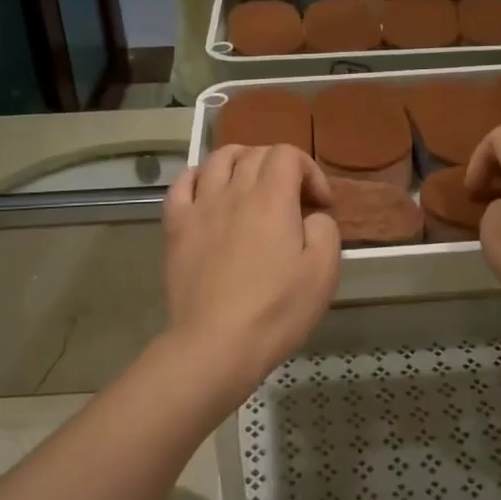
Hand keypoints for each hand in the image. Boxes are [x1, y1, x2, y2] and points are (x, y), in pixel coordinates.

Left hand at [162, 145, 339, 399]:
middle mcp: (234, 191)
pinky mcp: (176, 227)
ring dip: (241, 162)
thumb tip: (311, 216)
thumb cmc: (276, 311)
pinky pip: (182, 184)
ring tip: (252, 185)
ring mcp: (200, 207)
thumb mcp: (323, 272)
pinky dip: (198, 177)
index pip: (288, 154)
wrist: (216, 345)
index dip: (310, 171)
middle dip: (280, 168)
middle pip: (255, 153)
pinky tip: (208, 191)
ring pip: (218, 159)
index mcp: (272, 198)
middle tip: (292, 201)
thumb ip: (324, 230)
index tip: (320, 206)